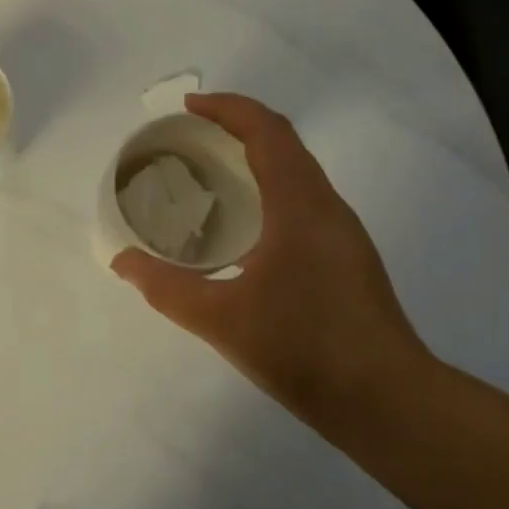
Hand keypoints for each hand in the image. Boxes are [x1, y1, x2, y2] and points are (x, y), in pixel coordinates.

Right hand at [110, 93, 431, 426]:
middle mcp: (327, 208)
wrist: (387, 400)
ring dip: (255, 161)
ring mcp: (343, 234)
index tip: (188, 108)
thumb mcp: (220, 318)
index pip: (267, 132)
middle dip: (237, 129)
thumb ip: (164, 286)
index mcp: (300, 205)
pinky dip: (269, 193)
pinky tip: (243, 230)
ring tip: (210, 177)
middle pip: (285, 145)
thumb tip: (122, 261)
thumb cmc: (303, 347)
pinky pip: (303, 203)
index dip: (228, 109)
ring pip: (298, 175)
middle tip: (190, 140)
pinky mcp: (347, 260)